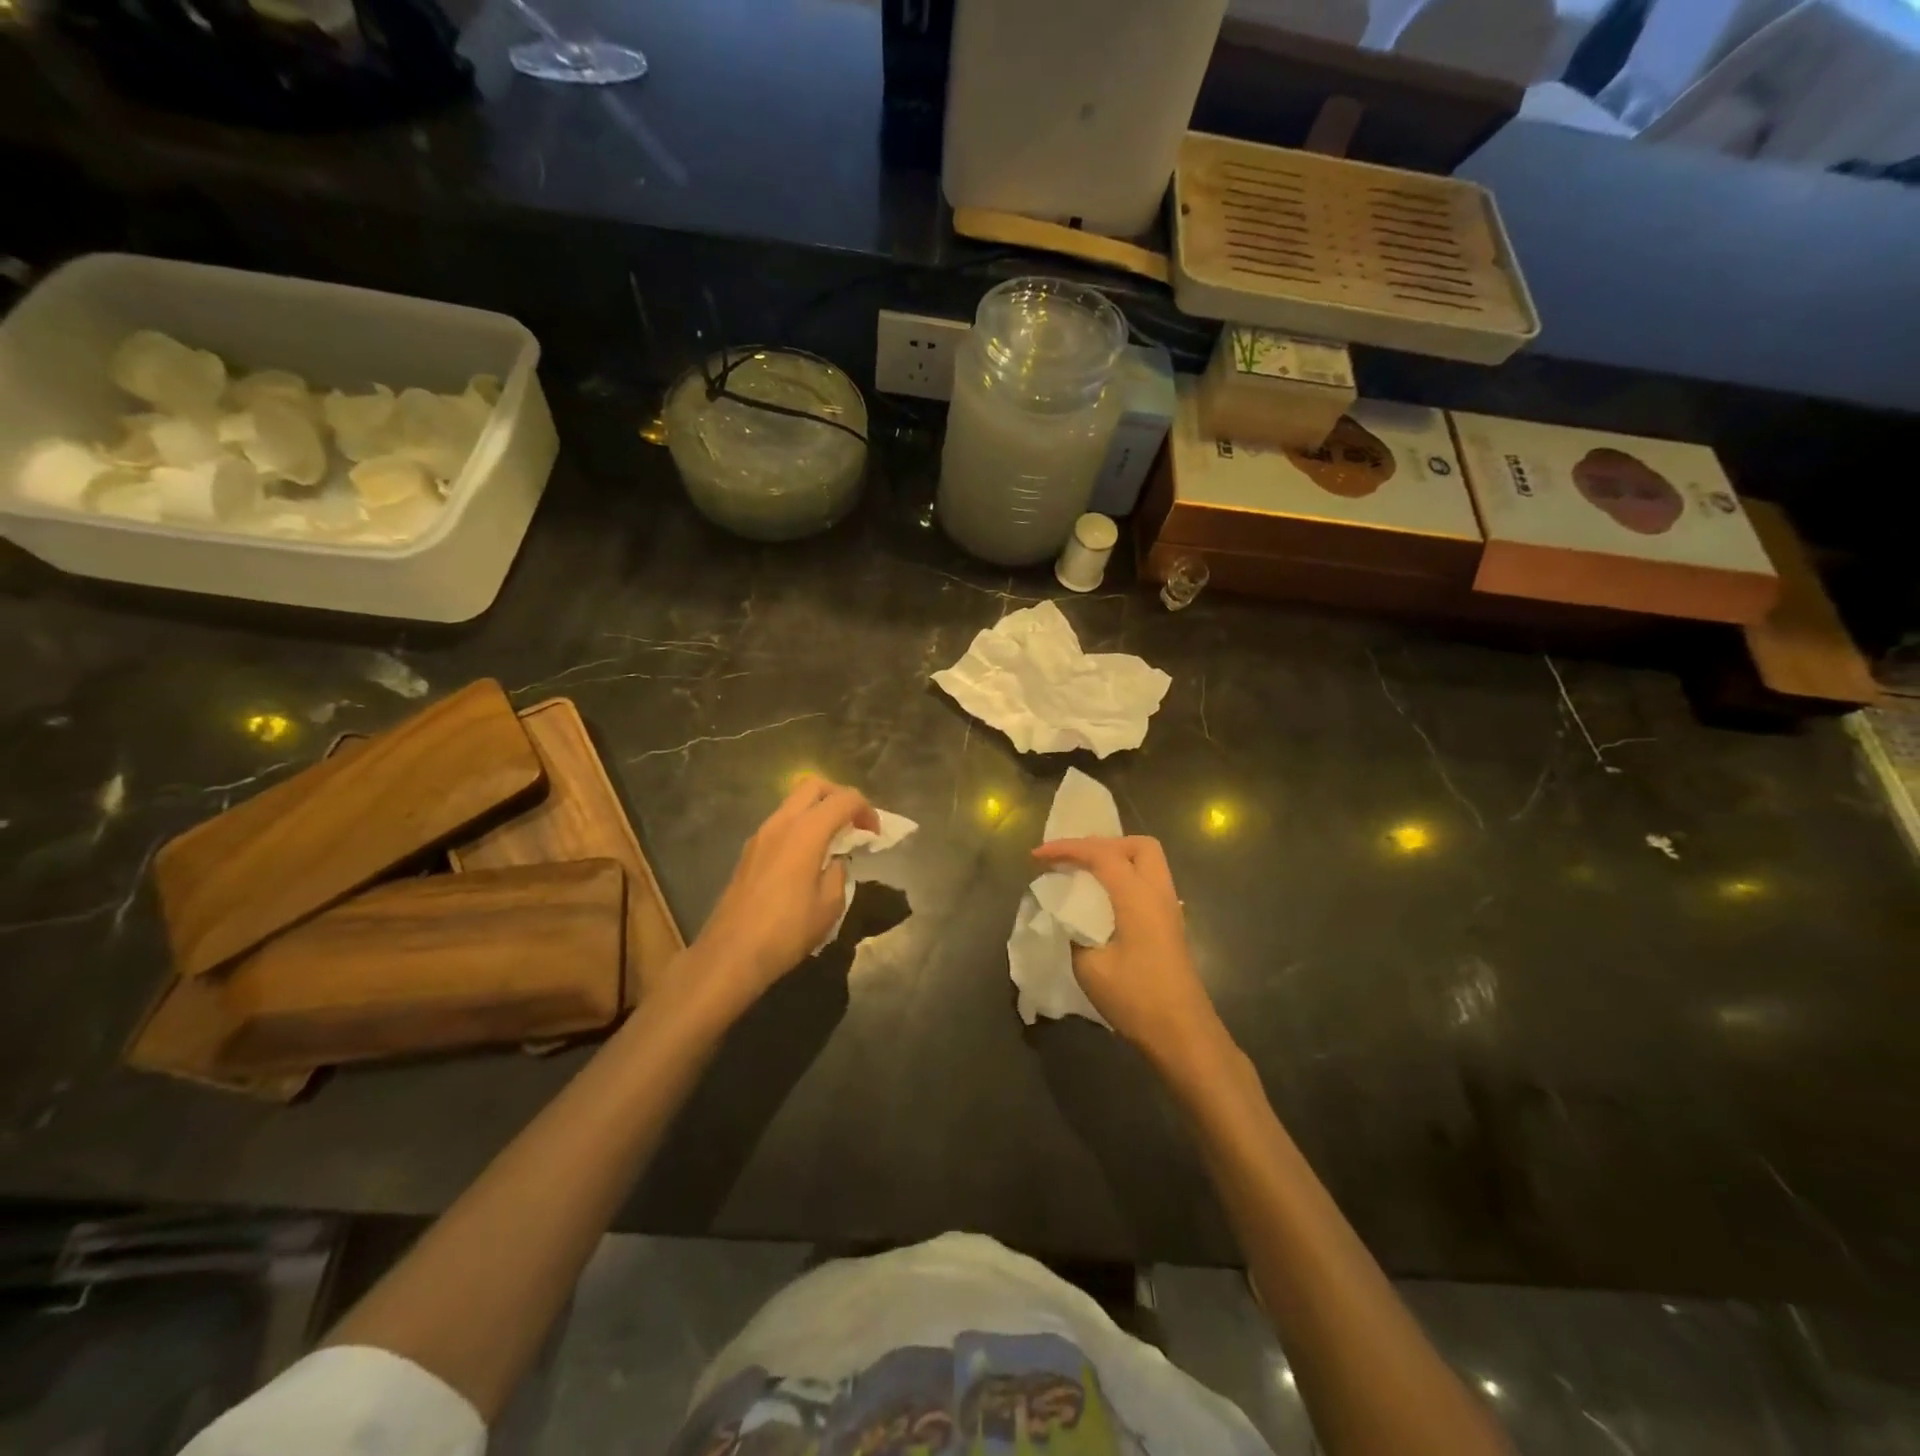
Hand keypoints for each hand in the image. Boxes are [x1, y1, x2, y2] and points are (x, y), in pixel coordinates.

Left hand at [685, 774, 877, 1014]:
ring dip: (818, 811)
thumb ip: (839, 872)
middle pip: (814, 786)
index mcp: (806, 832)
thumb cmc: (787, 930)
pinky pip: (781, 823)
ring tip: (833, 841)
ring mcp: (761, 835)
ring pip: (794, 802)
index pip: (844, 799)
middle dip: (840, 797)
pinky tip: (808, 857)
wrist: (731, 953)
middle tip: (854, 823)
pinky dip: (801, 827)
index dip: (866, 810)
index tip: (875, 835)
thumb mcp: (830, 905)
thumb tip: (834, 861)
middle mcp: (781, 823)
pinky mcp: (749, 851)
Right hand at [1030, 835, 1227, 1070]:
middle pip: (1137, 845)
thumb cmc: (1136, 998)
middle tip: (1073, 860)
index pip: (1101, 853)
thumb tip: (1067, 916)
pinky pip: (1148, 883)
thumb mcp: (1090, 966)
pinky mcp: (1171, 926)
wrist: (1182, 1035)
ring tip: (1084, 875)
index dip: (1067, 848)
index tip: (1037, 856)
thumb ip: (1074, 931)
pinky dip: (1124, 879)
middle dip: (1102, 844)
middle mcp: (1159, 893)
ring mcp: (1169, 909)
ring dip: (1115, 859)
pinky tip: (1103, 901)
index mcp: (1138, 896)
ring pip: (1147, 863)